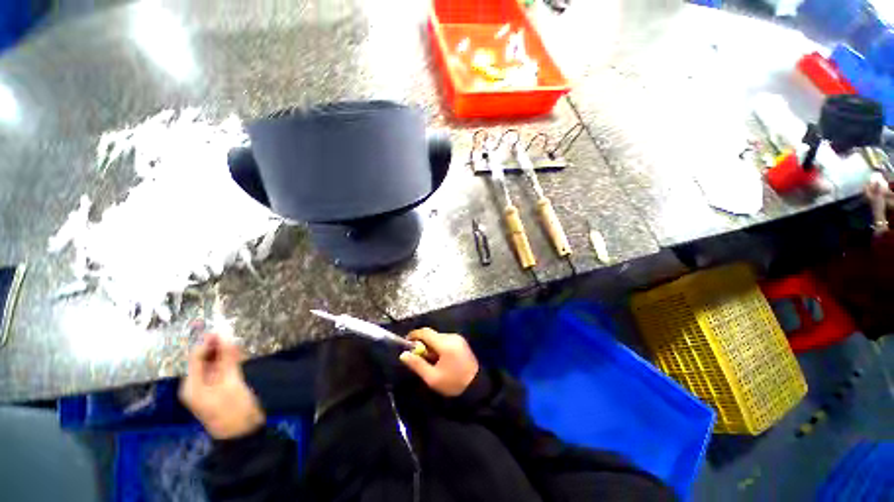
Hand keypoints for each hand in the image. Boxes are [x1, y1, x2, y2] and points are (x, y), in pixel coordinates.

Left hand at [179, 333, 264, 439]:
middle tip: (233, 335)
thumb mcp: (231, 381)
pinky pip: (221, 370)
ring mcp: (208, 388)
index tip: (222, 328)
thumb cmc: (233, 408)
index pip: (196, 357)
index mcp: (192, 385)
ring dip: (224, 353)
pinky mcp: (219, 389)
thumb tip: (226, 336)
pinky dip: (229, 361)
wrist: (243, 432)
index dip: (208, 342)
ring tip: (237, 344)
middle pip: (204, 360)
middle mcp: (196, 385)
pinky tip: (239, 356)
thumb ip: (227, 359)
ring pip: (214, 364)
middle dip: (217, 347)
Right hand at [399, 328, 478, 396]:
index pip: (425, 332)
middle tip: (418, 357)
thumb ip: (417, 364)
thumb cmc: (453, 383)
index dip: (414, 335)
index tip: (406, 343)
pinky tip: (440, 359)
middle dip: (423, 344)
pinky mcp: (461, 341)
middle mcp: (451, 336)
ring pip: (438, 337)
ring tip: (430, 361)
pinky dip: (439, 346)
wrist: (477, 386)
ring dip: (431, 346)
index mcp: (445, 343)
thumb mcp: (432, 378)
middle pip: (431, 335)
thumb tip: (403, 354)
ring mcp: (458, 338)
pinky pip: (445, 340)